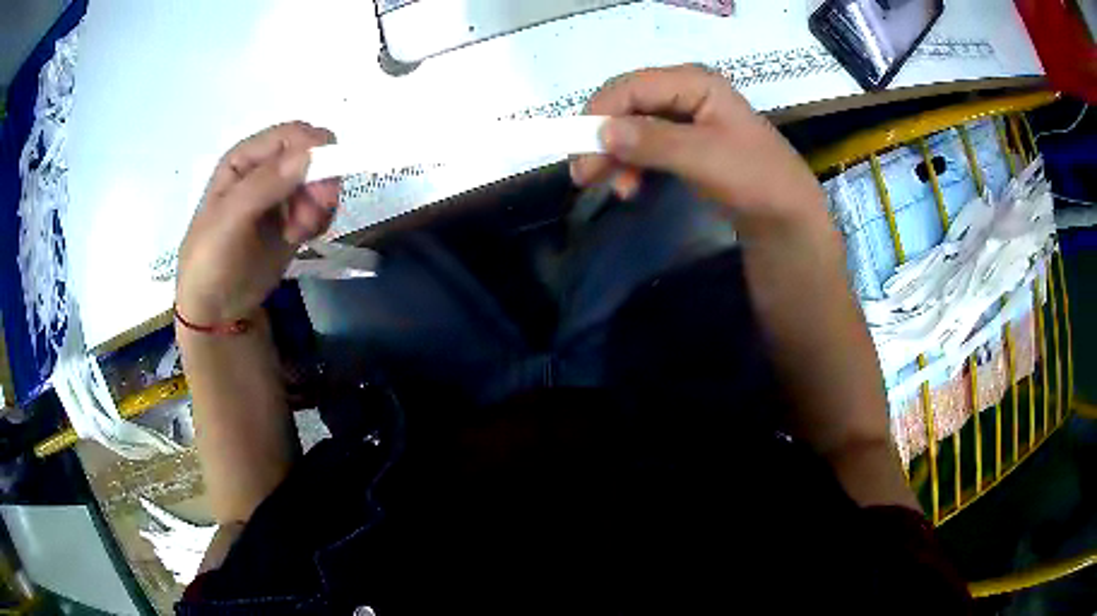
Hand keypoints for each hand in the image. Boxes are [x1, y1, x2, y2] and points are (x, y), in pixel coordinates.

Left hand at [176, 122, 338, 324]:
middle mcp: (266, 169)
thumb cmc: (212, 260)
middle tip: (313, 214)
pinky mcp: (293, 218)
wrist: (216, 311)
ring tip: (300, 233)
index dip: (313, 150)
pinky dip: (319, 220)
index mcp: (245, 158)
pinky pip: (320, 207)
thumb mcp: (230, 220)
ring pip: (321, 181)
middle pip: (313, 155)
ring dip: (320, 205)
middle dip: (320, 182)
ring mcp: (281, 194)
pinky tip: (301, 239)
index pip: (291, 135)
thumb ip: (265, 184)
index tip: (323, 182)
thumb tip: (311, 153)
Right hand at [570, 65, 828, 237]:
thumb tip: (601, 132)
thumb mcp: (704, 158)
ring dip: (613, 155)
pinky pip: (645, 147)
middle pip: (628, 105)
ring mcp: (684, 119)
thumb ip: (653, 142)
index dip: (601, 112)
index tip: (579, 146)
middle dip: (602, 137)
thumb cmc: (754, 179)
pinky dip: (631, 166)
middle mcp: (684, 94)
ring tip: (600, 185)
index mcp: (694, 83)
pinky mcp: (684, 144)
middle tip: (581, 173)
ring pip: (632, 128)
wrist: (786, 216)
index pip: (632, 86)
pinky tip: (627, 188)